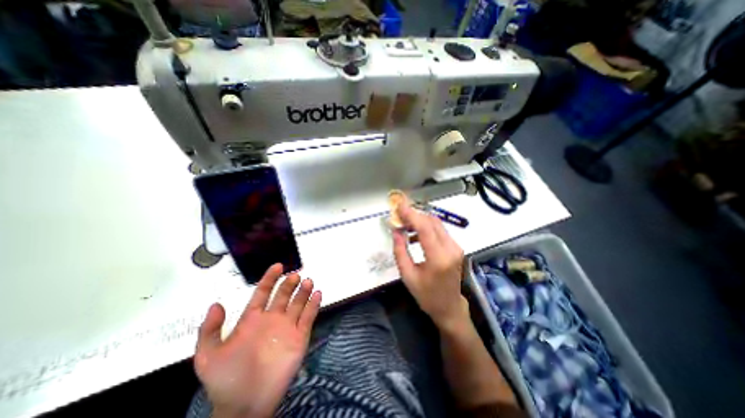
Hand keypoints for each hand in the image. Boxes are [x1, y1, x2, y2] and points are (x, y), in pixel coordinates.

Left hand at [194, 264, 320, 417]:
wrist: (245, 407)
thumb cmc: (227, 380)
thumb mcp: (208, 357)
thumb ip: (210, 330)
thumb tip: (216, 304)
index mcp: (253, 319)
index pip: (263, 292)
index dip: (270, 278)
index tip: (278, 266)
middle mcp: (273, 319)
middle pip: (284, 295)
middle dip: (289, 283)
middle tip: (295, 275)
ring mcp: (288, 327)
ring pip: (298, 303)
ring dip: (303, 291)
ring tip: (307, 281)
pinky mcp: (300, 336)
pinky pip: (309, 317)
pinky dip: (314, 305)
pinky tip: (317, 294)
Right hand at [393, 202, 466, 333]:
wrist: (449, 307)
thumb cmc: (426, 295)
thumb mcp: (408, 276)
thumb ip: (400, 251)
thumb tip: (396, 230)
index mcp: (439, 258)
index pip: (425, 228)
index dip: (412, 214)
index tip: (399, 206)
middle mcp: (451, 249)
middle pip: (432, 222)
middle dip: (414, 215)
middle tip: (399, 215)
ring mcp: (456, 247)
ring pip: (437, 224)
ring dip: (420, 220)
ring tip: (404, 225)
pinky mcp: (455, 247)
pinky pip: (439, 231)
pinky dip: (426, 227)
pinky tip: (414, 235)